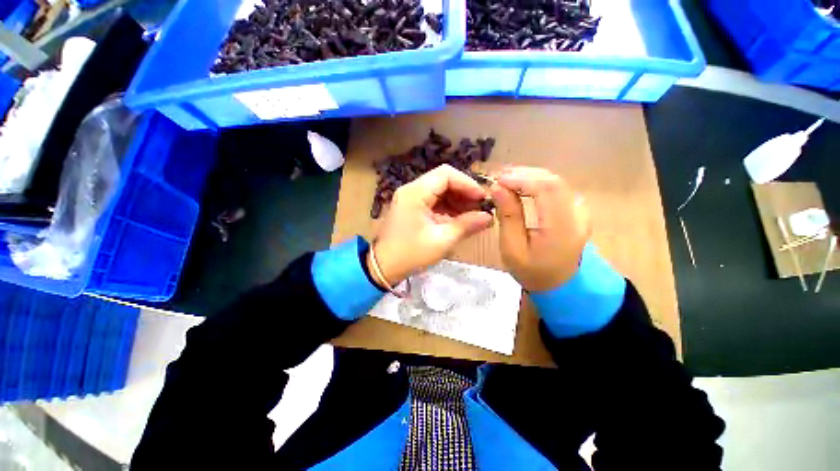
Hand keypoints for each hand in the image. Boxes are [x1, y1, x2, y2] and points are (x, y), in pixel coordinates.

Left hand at [370, 165, 493, 286]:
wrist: (384, 266)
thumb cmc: (411, 254)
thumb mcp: (442, 240)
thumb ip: (466, 225)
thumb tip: (488, 217)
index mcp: (415, 193)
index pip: (446, 174)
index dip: (467, 183)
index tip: (482, 198)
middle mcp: (411, 189)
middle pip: (443, 180)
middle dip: (463, 192)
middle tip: (479, 207)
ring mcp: (410, 197)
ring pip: (439, 190)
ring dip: (457, 200)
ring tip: (472, 214)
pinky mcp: (411, 207)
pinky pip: (433, 200)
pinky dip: (448, 207)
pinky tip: (459, 218)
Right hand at [490, 167, 590, 291]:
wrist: (560, 284)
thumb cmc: (532, 271)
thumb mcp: (512, 249)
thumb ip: (508, 217)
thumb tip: (497, 188)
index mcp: (563, 228)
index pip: (548, 188)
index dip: (521, 178)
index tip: (497, 180)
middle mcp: (577, 214)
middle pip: (552, 180)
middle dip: (523, 174)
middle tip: (497, 178)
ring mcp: (580, 210)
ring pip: (554, 181)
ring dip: (528, 176)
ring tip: (505, 180)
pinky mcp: (576, 209)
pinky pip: (556, 188)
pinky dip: (535, 182)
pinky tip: (520, 186)